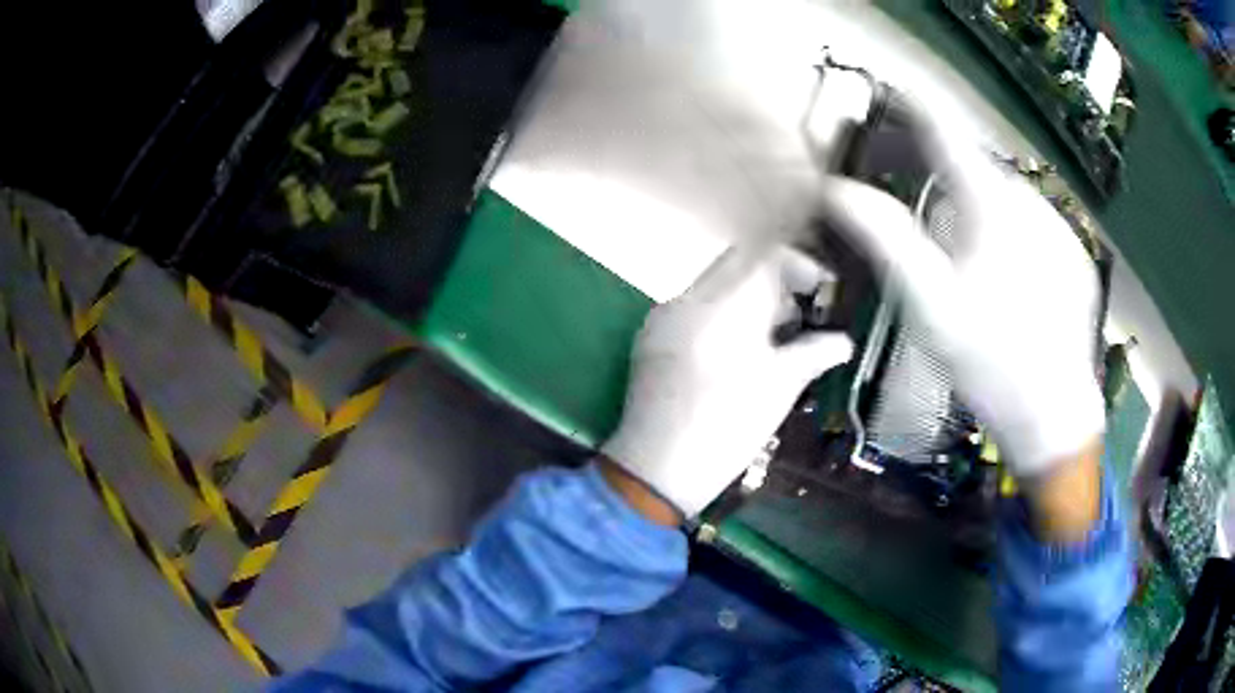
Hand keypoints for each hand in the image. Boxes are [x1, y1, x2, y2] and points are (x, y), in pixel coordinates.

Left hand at [602, 246, 853, 518]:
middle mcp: (689, 297)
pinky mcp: (651, 338)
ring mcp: (664, 316)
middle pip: (739, 263)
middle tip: (798, 319)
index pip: (768, 256)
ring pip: (715, 285)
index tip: (822, 295)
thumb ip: (816, 353)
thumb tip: (843, 342)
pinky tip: (735, 355)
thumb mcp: (781, 387)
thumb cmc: (728, 426)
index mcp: (725, 303)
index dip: (802, 268)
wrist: (656, 469)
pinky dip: (722, 316)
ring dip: (748, 299)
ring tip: (772, 342)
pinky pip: (694, 308)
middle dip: (775, 282)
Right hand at [815, 114, 1104, 480]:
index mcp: (994, 207)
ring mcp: (1060, 231)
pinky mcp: (1075, 258)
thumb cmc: (990, 363)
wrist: (1055, 417)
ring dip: (983, 210)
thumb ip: (886, 239)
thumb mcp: (930, 306)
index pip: (949, 133)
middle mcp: (1032, 204)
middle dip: (951, 177)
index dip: (917, 106)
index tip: (894, 89)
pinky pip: (1035, 226)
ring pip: (1009, 199)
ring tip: (973, 262)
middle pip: (979, 170)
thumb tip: (837, 191)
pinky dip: (1014, 234)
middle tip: (932, 217)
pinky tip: (1010, 280)